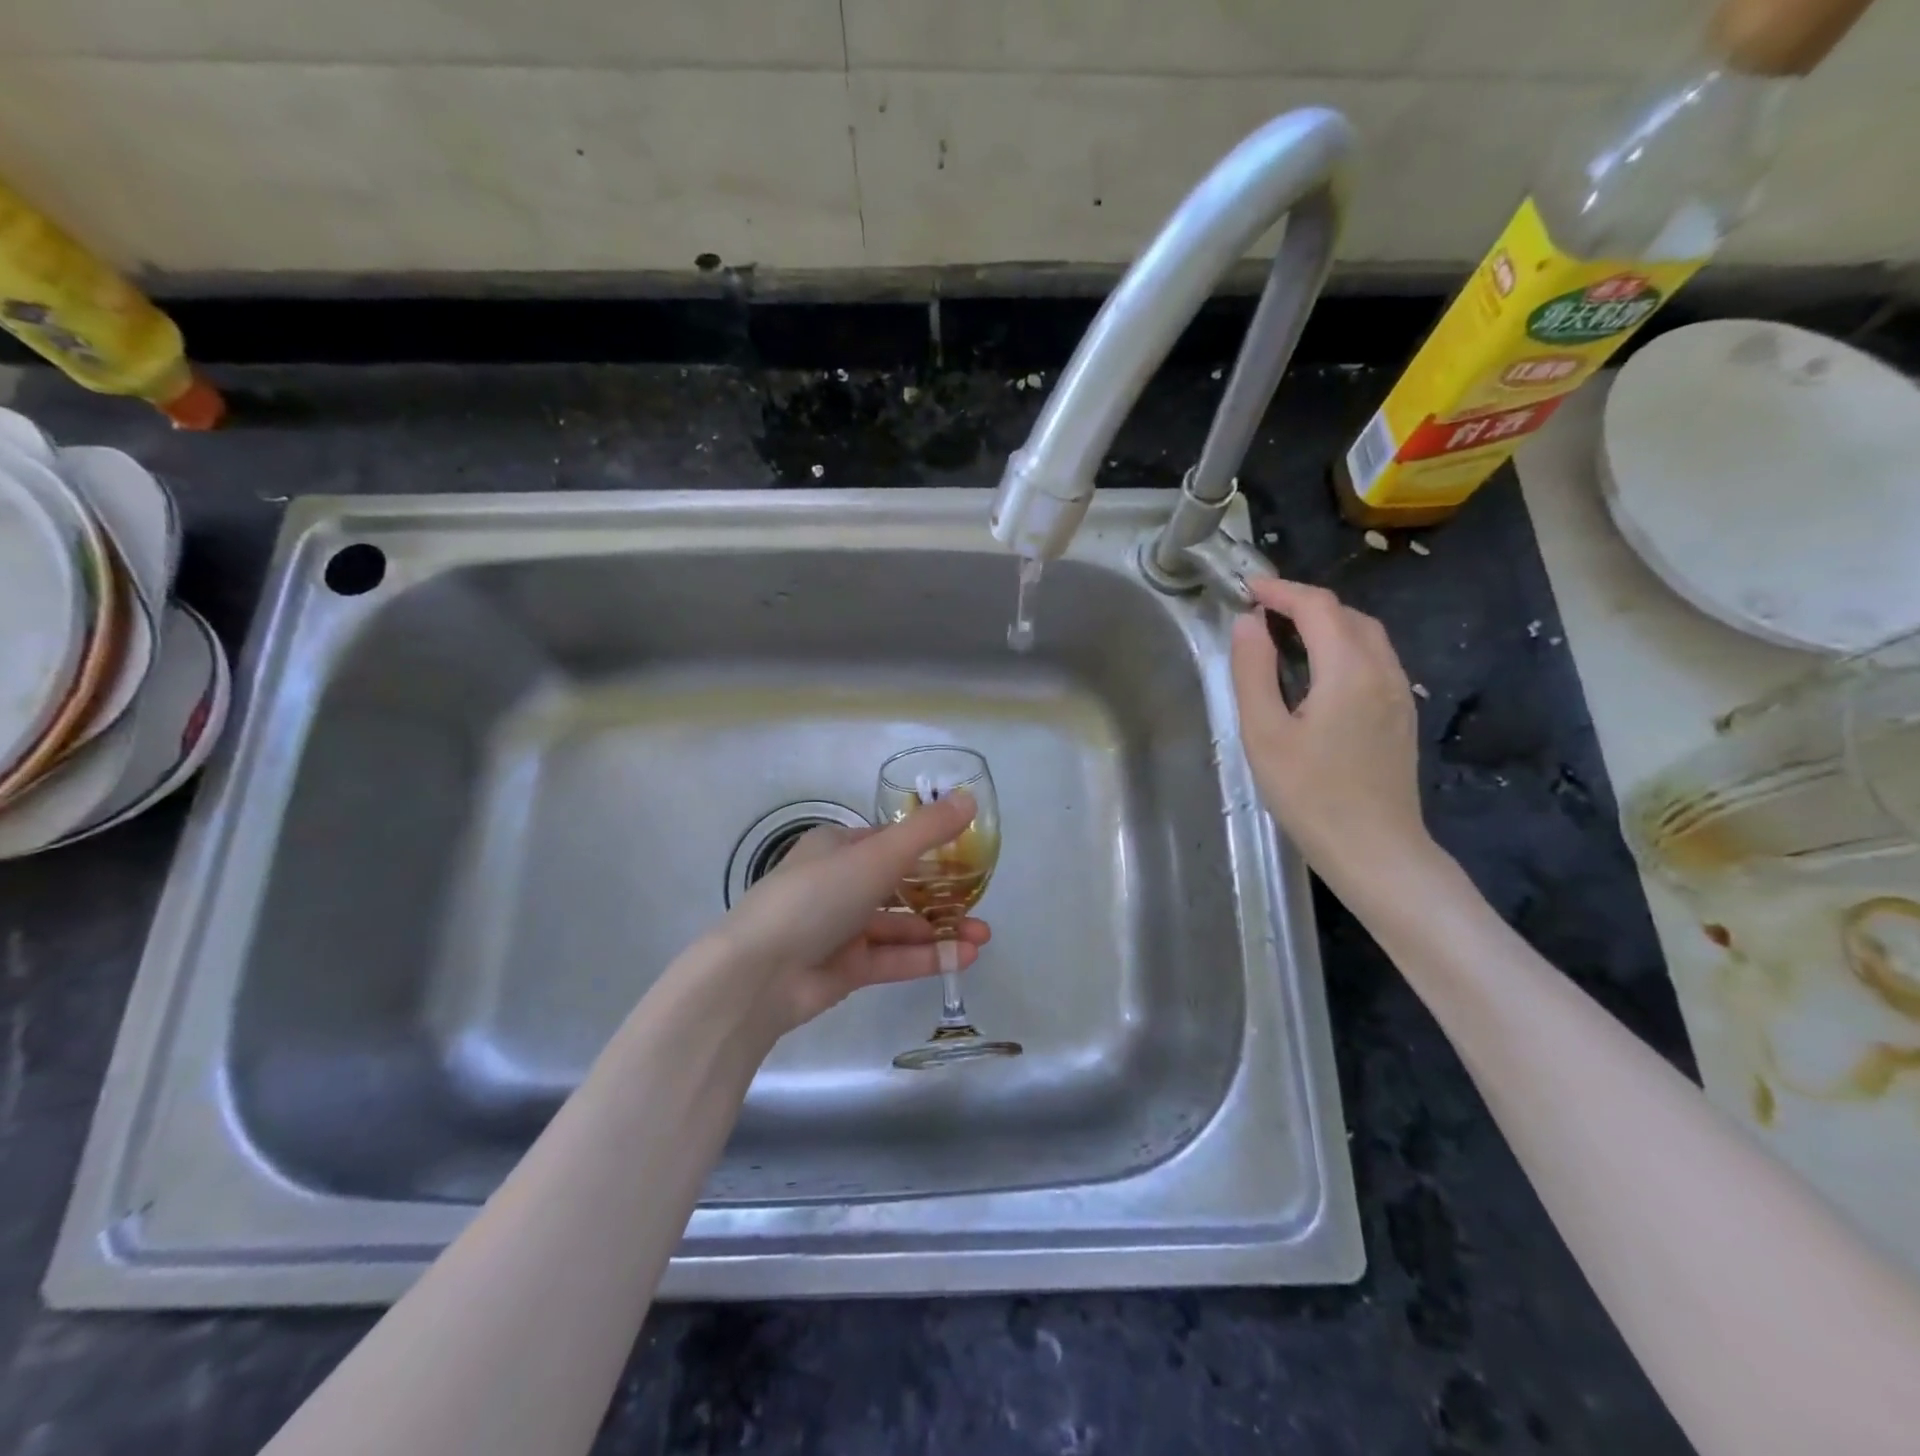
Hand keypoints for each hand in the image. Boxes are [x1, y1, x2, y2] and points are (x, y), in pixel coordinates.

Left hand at [709, 793, 991, 1034]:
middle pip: (899, 886)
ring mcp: (842, 929)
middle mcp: (839, 884)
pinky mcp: (846, 968)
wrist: (758, 974)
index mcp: (838, 847)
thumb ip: (927, 831)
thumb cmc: (817, 897)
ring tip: (984, 938)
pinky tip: (963, 959)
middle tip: (982, 903)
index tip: (967, 856)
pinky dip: (926, 957)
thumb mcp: (877, 855)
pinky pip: (893, 959)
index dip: (928, 847)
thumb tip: (969, 799)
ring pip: (900, 926)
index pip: (889, 841)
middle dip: (942, 895)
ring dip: (941, 930)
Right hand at [1229, 577, 1427, 879]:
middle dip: (1304, 603)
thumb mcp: (1264, 733)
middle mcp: (1382, 671)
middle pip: (1347, 615)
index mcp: (1348, 669)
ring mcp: (1398, 694)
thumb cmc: (1310, 794)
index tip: (1247, 589)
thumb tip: (1248, 622)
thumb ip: (1254, 671)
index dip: (1281, 590)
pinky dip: (1343, 646)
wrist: (1375, 849)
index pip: (1317, 606)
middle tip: (1262, 612)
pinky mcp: (1400, 716)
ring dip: (1327, 623)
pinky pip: (1374, 660)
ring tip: (1286, 635)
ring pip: (1366, 636)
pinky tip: (1318, 671)